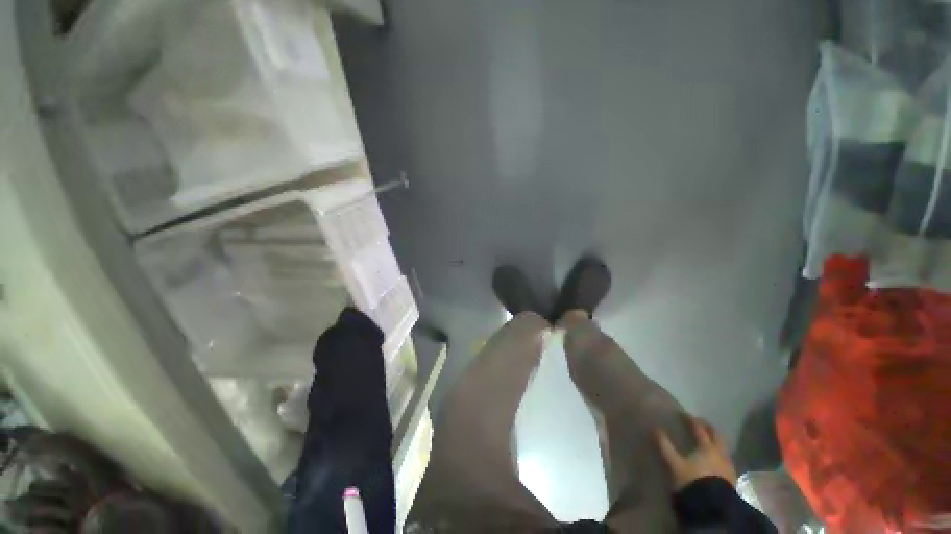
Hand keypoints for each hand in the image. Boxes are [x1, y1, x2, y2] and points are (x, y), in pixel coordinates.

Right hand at [656, 416, 737, 490]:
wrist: (713, 507)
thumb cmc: (693, 481)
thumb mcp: (675, 464)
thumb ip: (665, 446)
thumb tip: (656, 428)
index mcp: (707, 447)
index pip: (699, 429)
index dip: (691, 420)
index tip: (683, 414)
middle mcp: (720, 453)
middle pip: (716, 436)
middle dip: (708, 428)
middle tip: (700, 423)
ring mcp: (728, 465)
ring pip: (723, 447)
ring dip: (716, 441)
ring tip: (708, 440)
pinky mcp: (731, 477)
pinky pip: (725, 459)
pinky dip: (719, 453)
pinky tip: (715, 458)